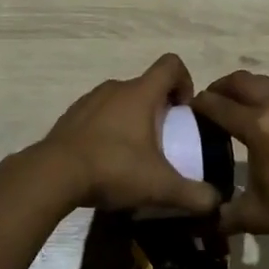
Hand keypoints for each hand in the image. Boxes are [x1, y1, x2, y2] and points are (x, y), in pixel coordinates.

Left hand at [35, 54, 220, 214]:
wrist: (52, 175)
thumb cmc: (113, 168)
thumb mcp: (159, 186)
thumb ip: (193, 194)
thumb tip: (216, 203)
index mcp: (140, 93)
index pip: (171, 65)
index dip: (185, 81)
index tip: (185, 111)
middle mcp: (115, 88)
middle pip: (146, 85)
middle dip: (160, 108)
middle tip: (164, 140)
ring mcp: (89, 100)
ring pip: (121, 100)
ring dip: (133, 118)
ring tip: (135, 153)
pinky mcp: (70, 117)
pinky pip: (99, 115)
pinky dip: (108, 129)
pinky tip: (107, 159)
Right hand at [192, 71, 268, 256]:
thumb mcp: (255, 216)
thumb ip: (223, 213)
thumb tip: (205, 218)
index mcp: (258, 127)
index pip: (218, 105)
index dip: (200, 105)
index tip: (190, 110)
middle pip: (242, 81)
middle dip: (222, 87)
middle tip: (213, 102)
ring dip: (250, 92)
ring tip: (244, 111)